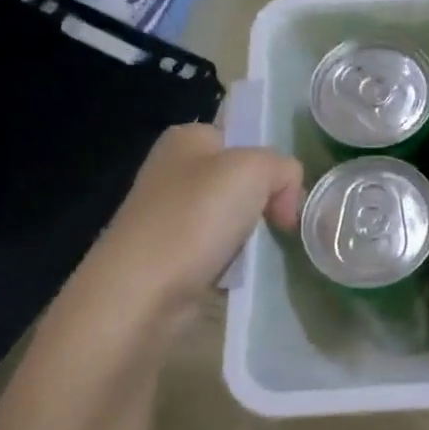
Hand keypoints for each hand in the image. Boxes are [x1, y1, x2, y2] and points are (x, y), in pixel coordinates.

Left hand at [71, 124, 302, 324]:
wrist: (142, 292)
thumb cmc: (196, 217)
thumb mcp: (255, 170)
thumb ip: (284, 168)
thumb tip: (285, 200)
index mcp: (187, 138)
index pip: (245, 138)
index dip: (272, 164)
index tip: (286, 196)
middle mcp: (173, 170)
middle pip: (242, 179)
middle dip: (266, 201)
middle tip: (280, 224)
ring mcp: (169, 214)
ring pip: (232, 215)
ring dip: (251, 233)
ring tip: (258, 251)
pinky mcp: (169, 253)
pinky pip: (218, 248)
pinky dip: (233, 259)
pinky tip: (237, 271)